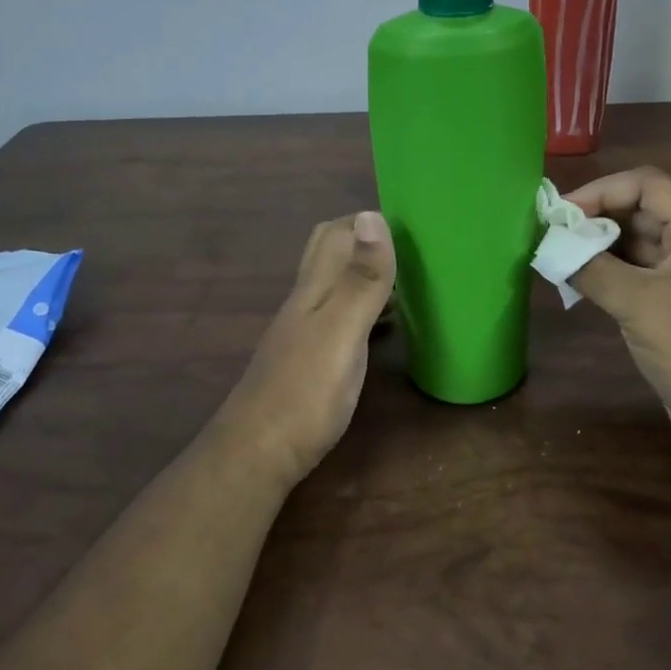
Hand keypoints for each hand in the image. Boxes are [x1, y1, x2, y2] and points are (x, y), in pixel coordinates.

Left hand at [215, 211, 395, 483]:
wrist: (257, 455)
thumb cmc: (304, 394)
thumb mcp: (341, 333)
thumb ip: (360, 280)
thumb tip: (372, 214)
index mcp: (314, 288)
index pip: (338, 232)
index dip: (370, 219)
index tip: (413, 222)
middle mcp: (306, 302)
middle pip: (329, 251)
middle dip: (365, 238)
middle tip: (408, 248)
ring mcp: (305, 331)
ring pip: (335, 284)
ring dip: (366, 272)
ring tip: (407, 279)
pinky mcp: (311, 359)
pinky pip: (341, 317)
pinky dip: (366, 309)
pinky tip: (384, 326)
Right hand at [565, 167, 670, 465]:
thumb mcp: (641, 304)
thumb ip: (592, 269)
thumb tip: (552, 248)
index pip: (646, 184)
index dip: (601, 190)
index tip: (560, 215)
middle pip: (639, 211)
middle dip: (594, 219)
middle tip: (550, 236)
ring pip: (635, 244)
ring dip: (597, 248)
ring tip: (556, 258)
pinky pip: (636, 275)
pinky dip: (606, 274)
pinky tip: (575, 284)